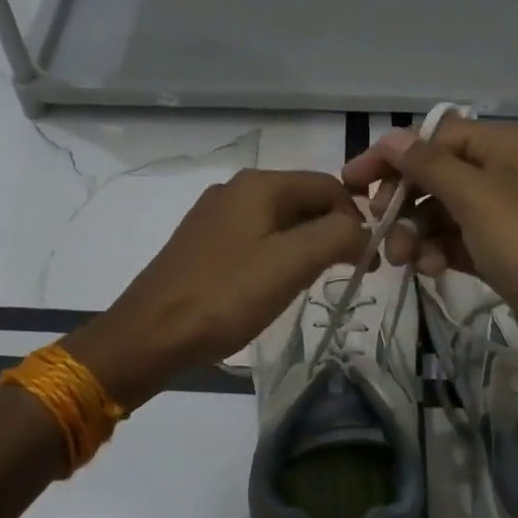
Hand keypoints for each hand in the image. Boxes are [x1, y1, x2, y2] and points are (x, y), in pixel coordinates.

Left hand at [62, 170, 366, 407]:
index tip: (367, 261)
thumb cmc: (225, 295)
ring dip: (306, 246)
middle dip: (332, 232)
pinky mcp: (202, 243)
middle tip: (346, 274)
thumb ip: (338, 236)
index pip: (329, 185)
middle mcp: (236, 189)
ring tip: (312, 283)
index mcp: (259, 185)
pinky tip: (274, 286)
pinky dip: (277, 256)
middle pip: (303, 200)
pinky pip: (255, 239)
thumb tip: (363, 229)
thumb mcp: (292, 263)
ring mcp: (215, 216)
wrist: (150, 333)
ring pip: (280, 221)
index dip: (357, 218)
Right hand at [342, 119, 517, 386]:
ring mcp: (504, 215)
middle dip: (403, 200)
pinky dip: (437, 252)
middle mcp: (504, 172)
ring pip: (441, 212)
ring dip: (415, 231)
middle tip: (377, 226)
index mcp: (504, 146)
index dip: (392, 157)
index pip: (434, 137)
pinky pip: (455, 241)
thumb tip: (392, 138)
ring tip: (403, 260)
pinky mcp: (501, 253)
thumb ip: (429, 164)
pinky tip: (430, 270)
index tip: (351, 184)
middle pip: (435, 175)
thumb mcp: (477, 197)